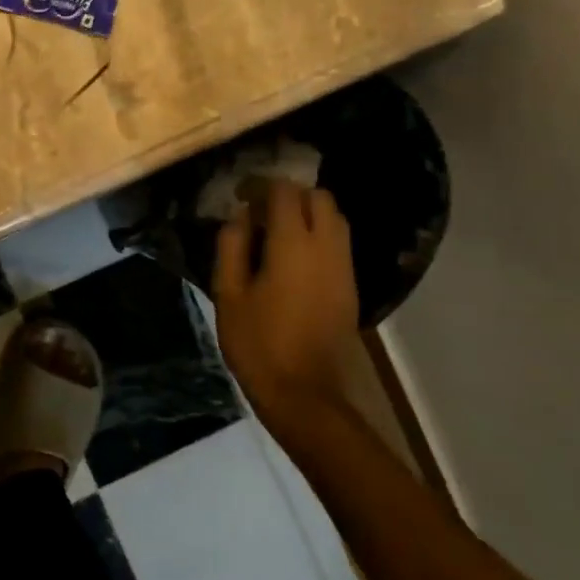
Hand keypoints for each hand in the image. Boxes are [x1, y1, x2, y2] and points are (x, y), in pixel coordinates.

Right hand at [213, 179, 360, 429]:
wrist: (305, 394)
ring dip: (308, 213)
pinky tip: (292, 256)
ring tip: (275, 232)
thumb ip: (232, 247)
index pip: (284, 192)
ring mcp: (344, 267)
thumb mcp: (228, 294)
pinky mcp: (351, 286)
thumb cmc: (258, 344)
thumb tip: (239, 217)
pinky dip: (318, 234)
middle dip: (290, 194)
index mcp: (293, 243)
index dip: (261, 185)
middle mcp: (326, 246)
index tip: (240, 195)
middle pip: (318, 197)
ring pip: (335, 218)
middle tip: (260, 210)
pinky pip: (338, 242)